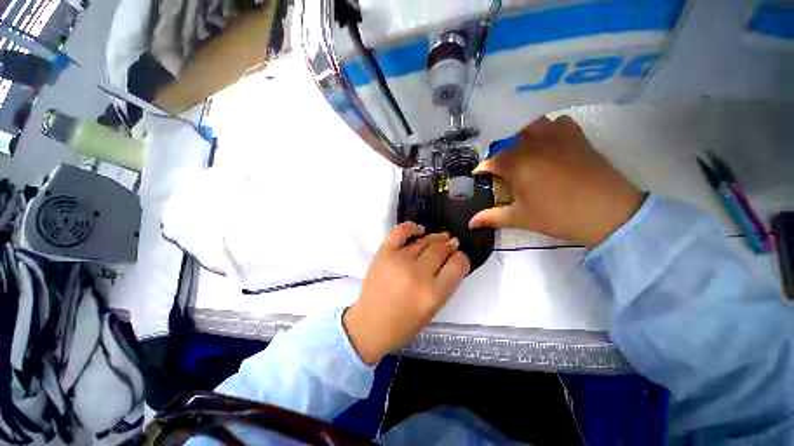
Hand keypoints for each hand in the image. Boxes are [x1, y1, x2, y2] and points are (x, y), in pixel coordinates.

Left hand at [343, 223, 469, 364]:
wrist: (371, 324)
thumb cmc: (405, 323)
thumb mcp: (433, 308)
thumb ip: (446, 283)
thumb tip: (453, 258)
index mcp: (433, 294)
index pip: (457, 265)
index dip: (462, 258)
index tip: (459, 257)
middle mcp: (417, 274)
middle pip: (440, 250)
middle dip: (450, 246)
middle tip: (451, 245)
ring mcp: (399, 261)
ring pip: (424, 241)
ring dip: (436, 238)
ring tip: (441, 238)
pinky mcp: (384, 253)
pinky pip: (400, 232)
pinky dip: (411, 227)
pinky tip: (420, 230)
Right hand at [469, 115, 644, 247]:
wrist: (608, 212)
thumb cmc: (558, 216)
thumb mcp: (520, 219)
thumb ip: (491, 218)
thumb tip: (470, 223)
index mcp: (517, 165)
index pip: (491, 161)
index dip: (482, 168)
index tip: (479, 175)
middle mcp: (533, 145)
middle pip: (509, 143)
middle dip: (501, 155)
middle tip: (503, 171)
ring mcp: (557, 138)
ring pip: (532, 126)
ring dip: (523, 137)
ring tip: (524, 153)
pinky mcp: (577, 137)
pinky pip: (559, 122)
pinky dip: (550, 129)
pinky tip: (550, 143)